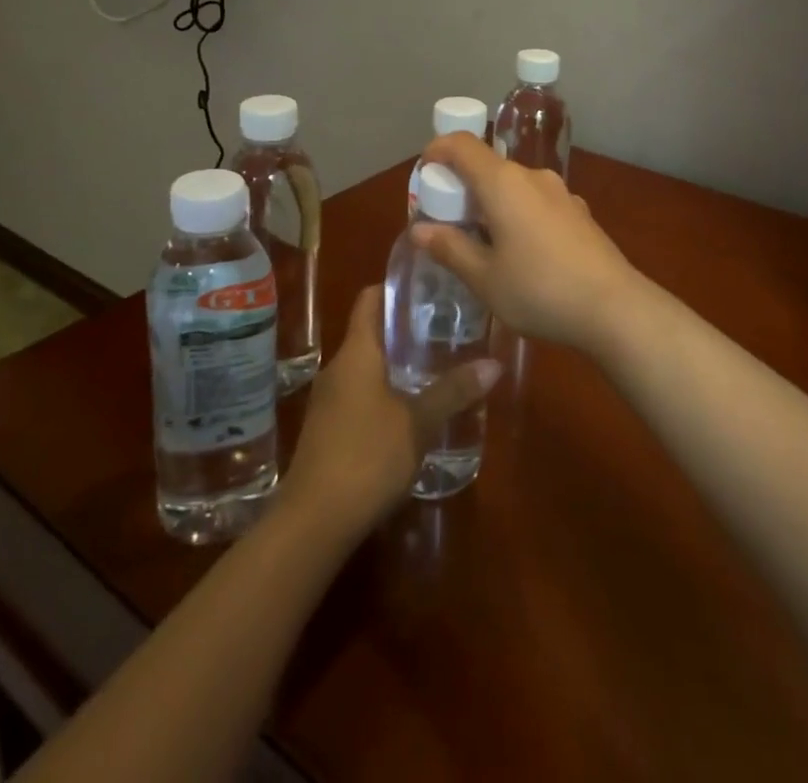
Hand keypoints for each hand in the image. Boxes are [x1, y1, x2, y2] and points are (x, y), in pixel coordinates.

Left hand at [280, 286, 499, 536]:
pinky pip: (359, 393)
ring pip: (366, 365)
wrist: (313, 523)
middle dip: (405, 327)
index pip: (370, 299)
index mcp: (356, 353)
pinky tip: (412, 406)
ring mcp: (329, 400)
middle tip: (446, 324)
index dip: (396, 287)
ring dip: (396, 361)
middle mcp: (338, 368)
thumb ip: (454, 391)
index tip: (429, 284)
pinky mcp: (328, 430)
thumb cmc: (367, 457)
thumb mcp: (418, 422)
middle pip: (370, 331)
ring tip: (437, 362)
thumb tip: (494, 363)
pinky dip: (385, 389)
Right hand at [414, 132, 643, 354]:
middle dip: (462, 188)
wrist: (614, 308)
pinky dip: (518, 215)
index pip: (462, 145)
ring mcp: (561, 193)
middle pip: (488, 166)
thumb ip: (450, 248)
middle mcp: (533, 177)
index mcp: (503, 183)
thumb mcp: (484, 277)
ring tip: (483, 244)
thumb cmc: (539, 289)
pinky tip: (522, 254)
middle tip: (447, 224)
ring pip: (514, 186)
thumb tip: (419, 229)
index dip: (437, 151)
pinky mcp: (579, 212)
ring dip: (491, 204)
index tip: (424, 175)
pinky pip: (536, 202)